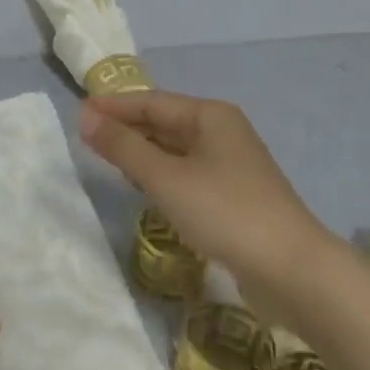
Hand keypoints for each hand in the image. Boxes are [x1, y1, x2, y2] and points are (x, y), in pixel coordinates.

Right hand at [79, 91, 321, 293]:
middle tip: (86, 136)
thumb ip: (124, 147)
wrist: (292, 269)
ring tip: (107, 158)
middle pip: (164, 121)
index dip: (113, 106)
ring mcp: (230, 164)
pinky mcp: (233, 194)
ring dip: (142, 151)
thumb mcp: (166, 178)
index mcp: (210, 115)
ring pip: (175, 148)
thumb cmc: (225, 212)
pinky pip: (186, 172)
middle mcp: (222, 131)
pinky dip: (161, 174)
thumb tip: (85, 118)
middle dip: (126, 127)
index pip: (151, 101)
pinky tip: (144, 187)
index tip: (77, 113)